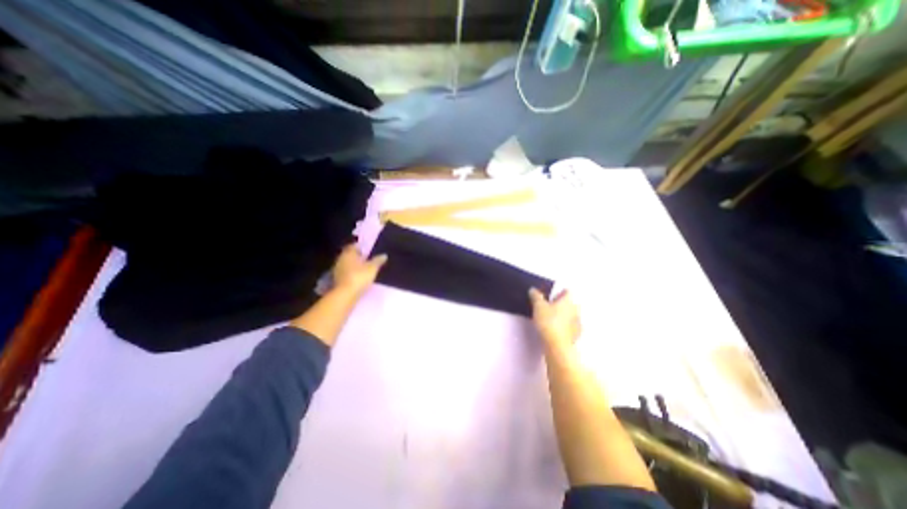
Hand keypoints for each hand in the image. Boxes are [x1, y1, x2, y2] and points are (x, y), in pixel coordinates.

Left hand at [333, 244, 387, 295]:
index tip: (367, 250)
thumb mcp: (372, 268)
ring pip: (347, 264)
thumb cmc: (359, 277)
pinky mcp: (337, 279)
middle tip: (367, 258)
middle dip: (357, 256)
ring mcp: (337, 269)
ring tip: (364, 268)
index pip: (354, 246)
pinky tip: (358, 276)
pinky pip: (346, 272)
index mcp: (349, 253)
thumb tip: (384, 255)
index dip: (360, 247)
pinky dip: (351, 273)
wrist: (345, 294)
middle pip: (350, 255)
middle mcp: (341, 259)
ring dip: (354, 265)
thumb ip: (378, 260)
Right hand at [534, 291, 579, 349]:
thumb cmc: (548, 321)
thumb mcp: (538, 306)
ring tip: (552, 319)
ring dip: (564, 316)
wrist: (557, 345)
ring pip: (571, 315)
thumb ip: (536, 296)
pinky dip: (565, 327)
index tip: (551, 297)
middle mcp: (575, 310)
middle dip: (561, 304)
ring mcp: (577, 323)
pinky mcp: (576, 335)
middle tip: (549, 307)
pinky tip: (557, 330)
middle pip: (569, 303)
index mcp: (568, 300)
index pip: (567, 291)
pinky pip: (571, 327)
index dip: (559, 293)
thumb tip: (533, 290)